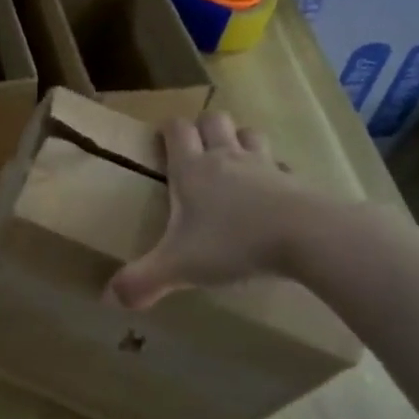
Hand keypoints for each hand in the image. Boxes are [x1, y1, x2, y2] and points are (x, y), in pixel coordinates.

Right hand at [105, 110, 331, 309]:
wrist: (308, 237)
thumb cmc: (233, 243)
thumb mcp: (178, 267)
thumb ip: (142, 281)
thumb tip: (110, 298)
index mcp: (192, 170)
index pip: (176, 129)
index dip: (167, 129)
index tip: (161, 139)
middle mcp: (226, 158)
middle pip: (215, 120)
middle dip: (204, 128)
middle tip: (198, 150)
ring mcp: (265, 166)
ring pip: (250, 134)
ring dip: (240, 141)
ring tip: (234, 163)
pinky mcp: (296, 182)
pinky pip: (282, 167)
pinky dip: (275, 173)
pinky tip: (273, 193)